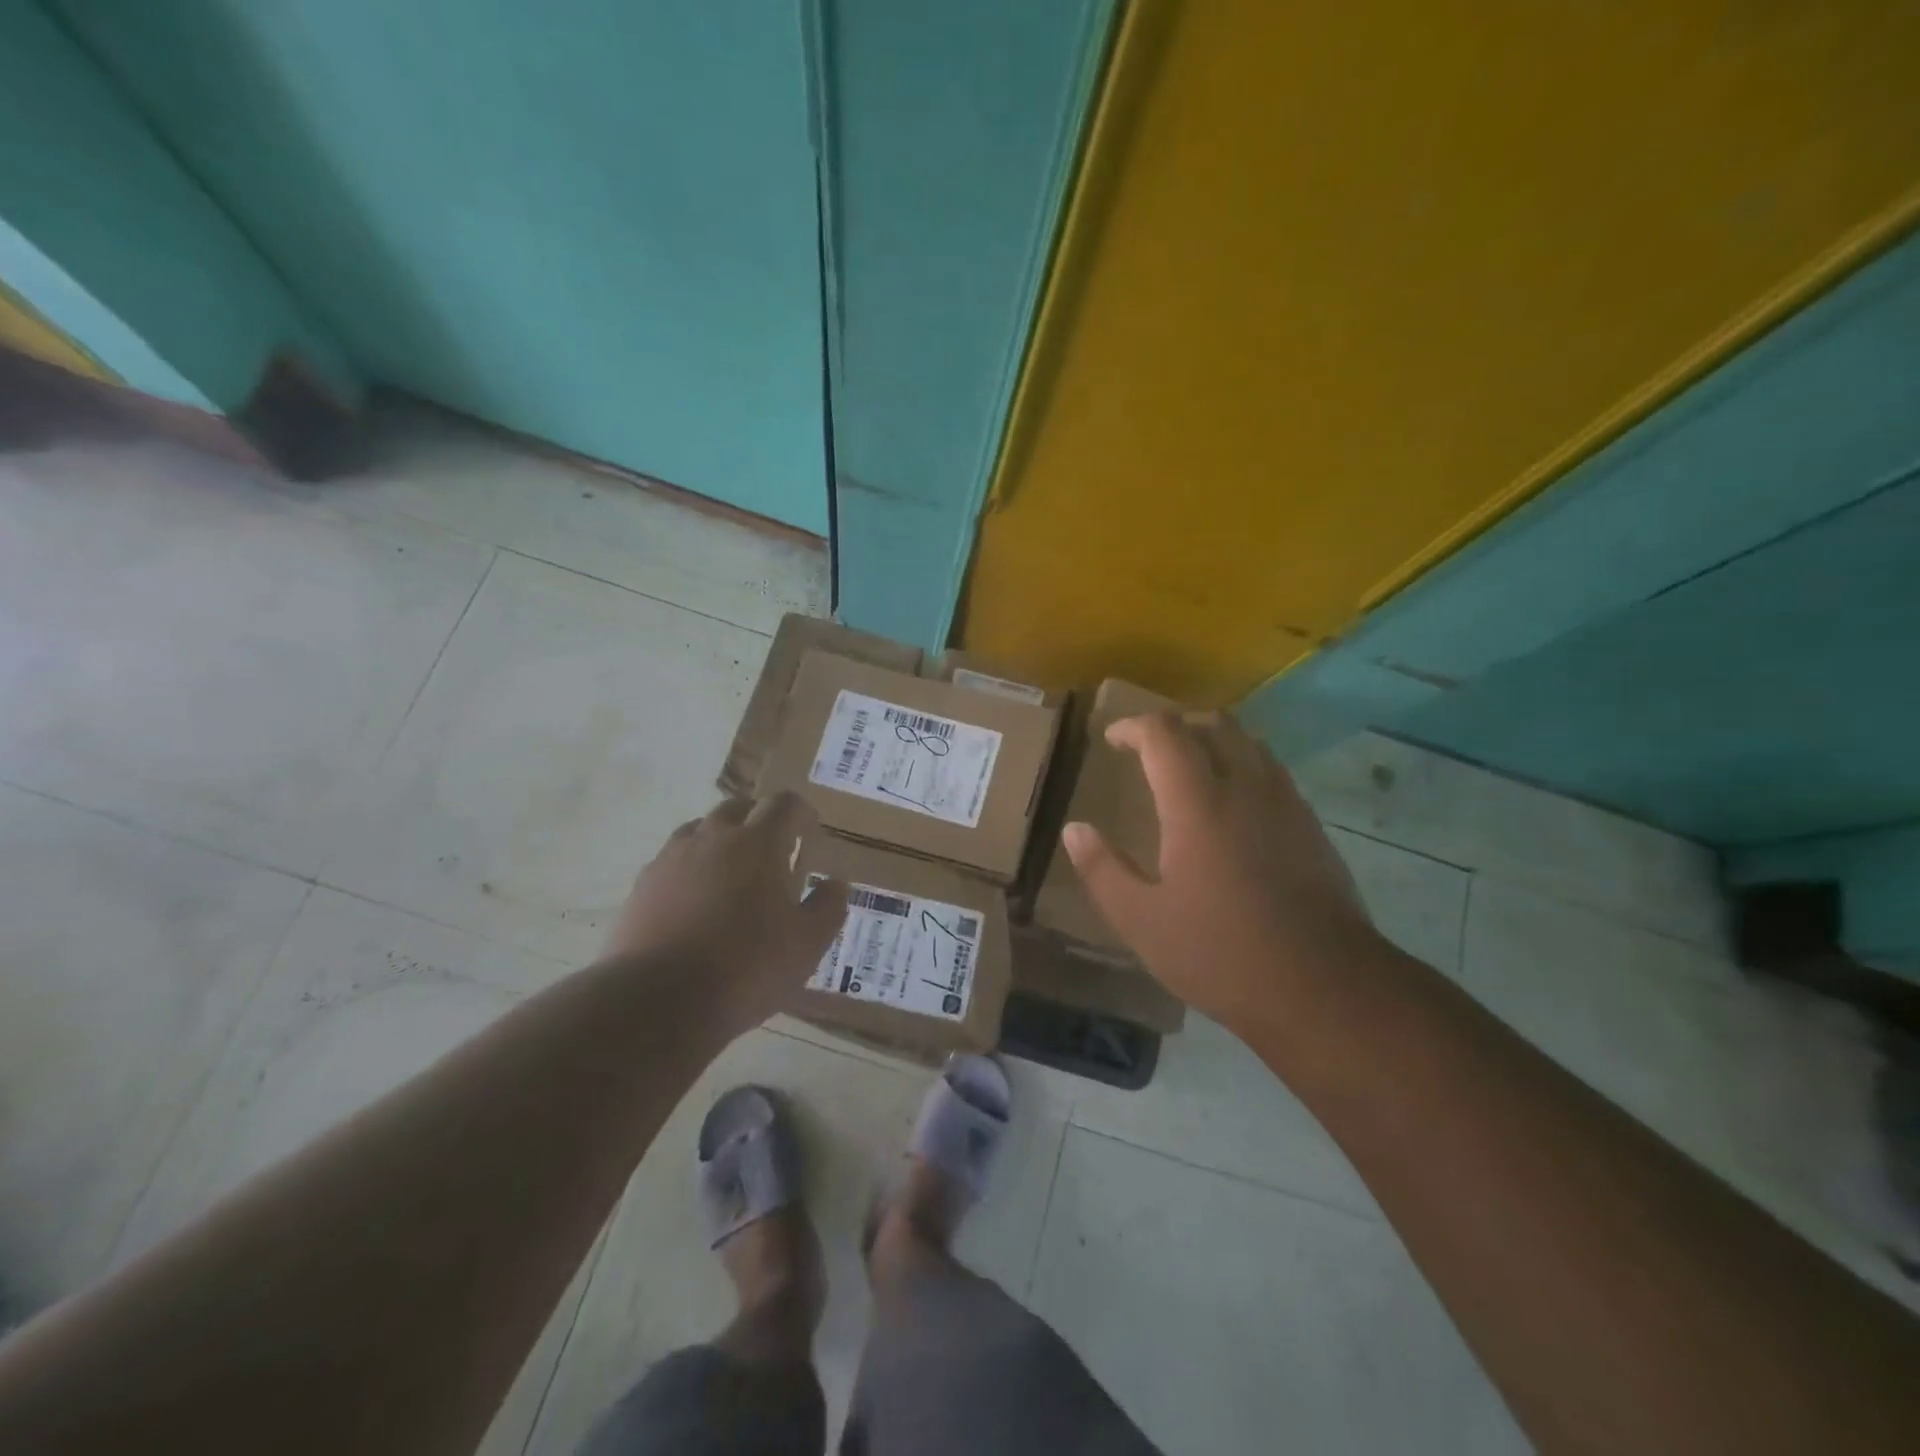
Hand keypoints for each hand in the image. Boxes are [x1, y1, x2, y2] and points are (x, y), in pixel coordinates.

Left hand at [603, 793, 847, 1030]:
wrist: (658, 1001)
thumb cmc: (746, 967)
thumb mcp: (807, 944)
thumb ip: (827, 907)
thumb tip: (834, 884)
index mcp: (757, 843)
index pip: (783, 804)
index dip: (800, 812)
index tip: (809, 829)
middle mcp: (712, 838)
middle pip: (737, 807)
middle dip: (759, 818)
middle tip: (774, 847)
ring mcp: (671, 859)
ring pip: (699, 830)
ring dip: (721, 839)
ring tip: (732, 871)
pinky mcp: (642, 886)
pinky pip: (672, 861)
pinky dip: (690, 868)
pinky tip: (695, 899)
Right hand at [1062, 712, 1384, 1031]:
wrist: (1324, 989)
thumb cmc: (1220, 952)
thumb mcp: (1141, 920)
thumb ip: (1102, 869)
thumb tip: (1075, 830)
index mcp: (1197, 803)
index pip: (1164, 733)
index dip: (1134, 726)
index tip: (1113, 740)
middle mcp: (1246, 788)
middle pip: (1215, 724)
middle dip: (1177, 725)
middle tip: (1150, 750)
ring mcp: (1287, 805)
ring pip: (1251, 744)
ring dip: (1215, 742)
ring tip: (1191, 770)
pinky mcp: (1313, 828)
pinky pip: (1274, 773)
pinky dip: (1245, 768)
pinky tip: (1234, 808)